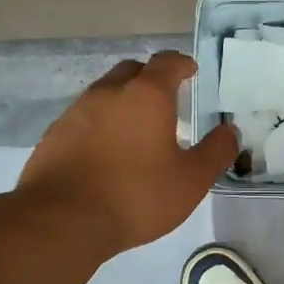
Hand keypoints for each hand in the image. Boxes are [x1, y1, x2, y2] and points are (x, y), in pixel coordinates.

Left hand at [18, 51, 238, 255]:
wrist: (62, 220)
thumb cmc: (136, 195)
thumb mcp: (191, 180)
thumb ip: (216, 151)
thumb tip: (229, 131)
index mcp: (146, 95)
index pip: (167, 62)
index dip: (182, 64)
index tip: (191, 71)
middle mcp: (109, 93)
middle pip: (132, 71)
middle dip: (151, 78)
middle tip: (166, 99)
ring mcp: (76, 112)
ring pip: (105, 94)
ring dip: (123, 102)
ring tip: (136, 128)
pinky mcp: (54, 135)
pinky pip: (84, 118)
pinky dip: (100, 125)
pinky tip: (105, 152)